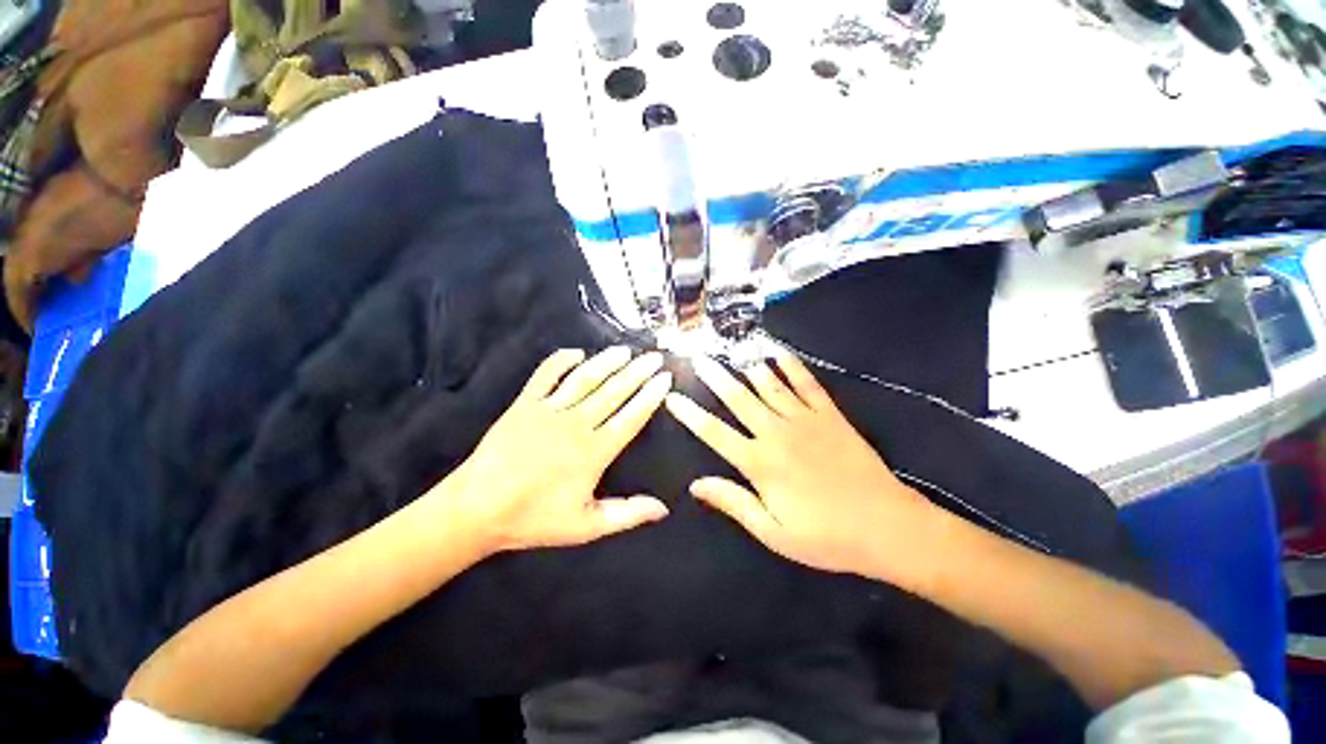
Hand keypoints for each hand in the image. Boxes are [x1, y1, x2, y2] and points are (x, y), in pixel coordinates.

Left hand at [450, 347, 672, 552]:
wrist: (476, 509)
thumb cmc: (533, 519)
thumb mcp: (585, 527)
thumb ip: (627, 514)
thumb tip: (664, 509)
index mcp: (594, 451)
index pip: (631, 417)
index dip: (651, 396)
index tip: (665, 378)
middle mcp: (576, 424)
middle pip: (614, 391)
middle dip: (638, 372)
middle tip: (655, 356)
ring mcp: (549, 410)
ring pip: (586, 378)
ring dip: (608, 362)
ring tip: (626, 350)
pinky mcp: (525, 404)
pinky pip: (545, 375)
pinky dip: (561, 360)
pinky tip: (577, 352)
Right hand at [664, 351, 932, 575]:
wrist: (887, 526)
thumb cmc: (826, 536)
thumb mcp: (773, 532)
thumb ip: (733, 502)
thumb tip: (696, 484)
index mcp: (760, 462)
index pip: (714, 432)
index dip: (690, 414)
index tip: (672, 397)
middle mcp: (777, 433)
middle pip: (738, 399)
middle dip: (714, 377)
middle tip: (697, 357)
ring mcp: (805, 420)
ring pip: (768, 385)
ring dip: (746, 366)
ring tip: (728, 349)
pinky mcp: (830, 415)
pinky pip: (807, 383)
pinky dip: (791, 365)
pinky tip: (778, 351)